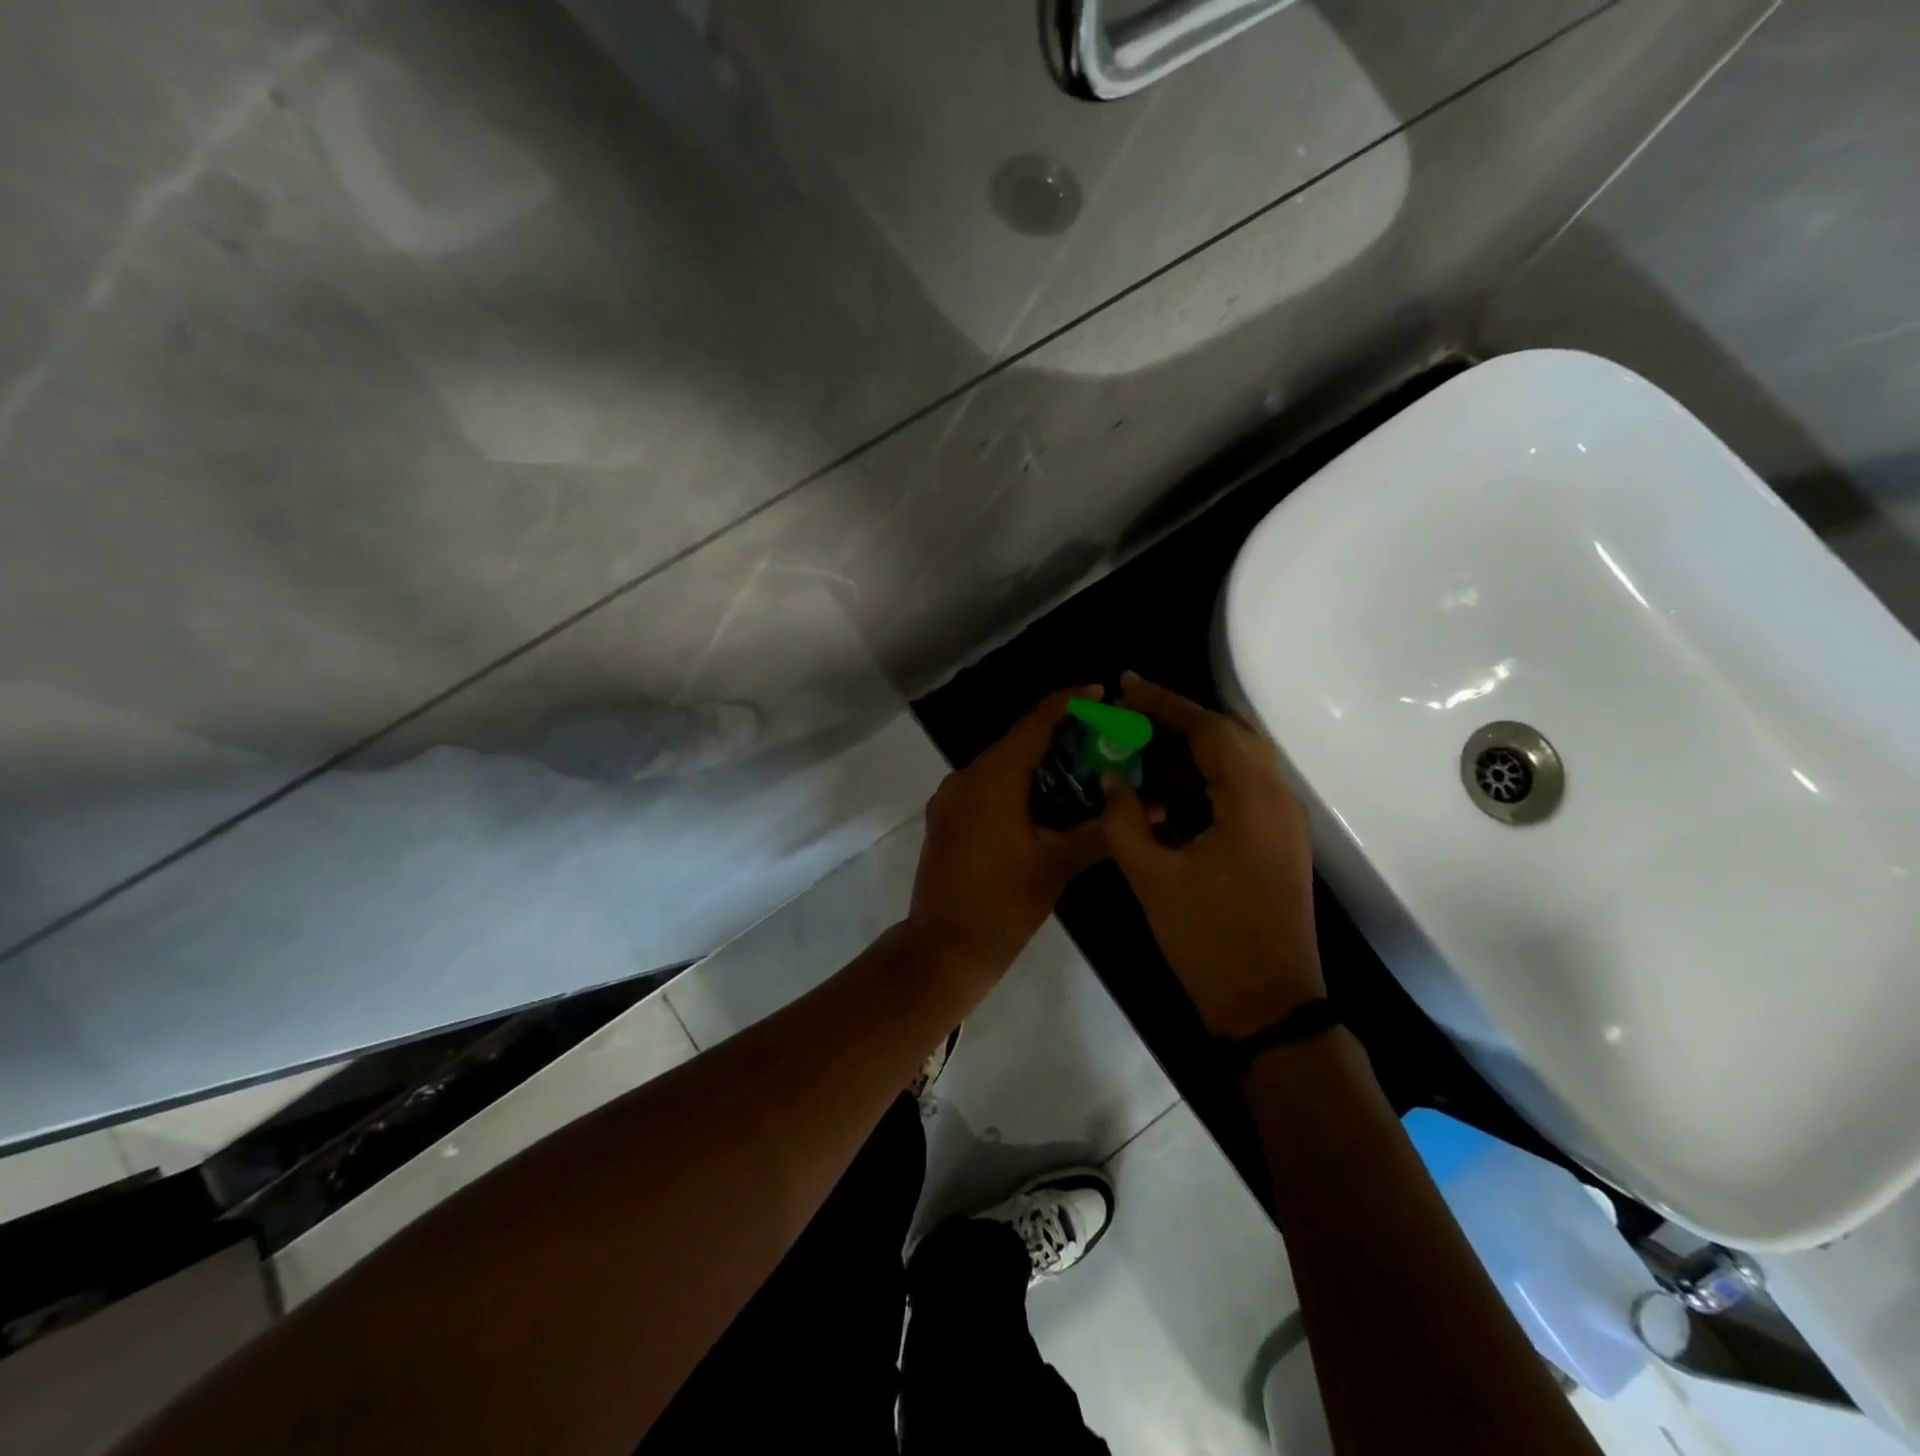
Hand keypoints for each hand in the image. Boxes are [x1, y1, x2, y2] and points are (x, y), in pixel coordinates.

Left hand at [906, 687, 1108, 980]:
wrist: (944, 949)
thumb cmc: (1004, 904)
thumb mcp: (1058, 864)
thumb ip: (1102, 831)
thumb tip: (1150, 809)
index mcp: (992, 778)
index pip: (1034, 723)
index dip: (1068, 703)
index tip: (1100, 693)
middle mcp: (965, 777)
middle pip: (1016, 741)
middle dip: (1057, 735)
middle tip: (1100, 737)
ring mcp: (950, 799)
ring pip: (999, 765)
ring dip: (1035, 761)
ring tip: (1079, 767)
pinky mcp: (946, 819)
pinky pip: (984, 787)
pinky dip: (1014, 784)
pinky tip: (1043, 800)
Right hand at [1101, 673, 1323, 1037]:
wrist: (1268, 1006)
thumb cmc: (1208, 939)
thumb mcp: (1152, 876)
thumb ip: (1124, 818)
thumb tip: (1111, 777)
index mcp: (1252, 800)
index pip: (1208, 729)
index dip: (1163, 703)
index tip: (1125, 684)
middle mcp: (1277, 799)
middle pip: (1229, 737)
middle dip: (1178, 720)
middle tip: (1131, 714)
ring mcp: (1282, 822)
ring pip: (1237, 763)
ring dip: (1192, 750)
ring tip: (1141, 748)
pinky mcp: (1277, 843)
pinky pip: (1240, 791)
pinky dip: (1204, 780)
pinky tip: (1165, 791)